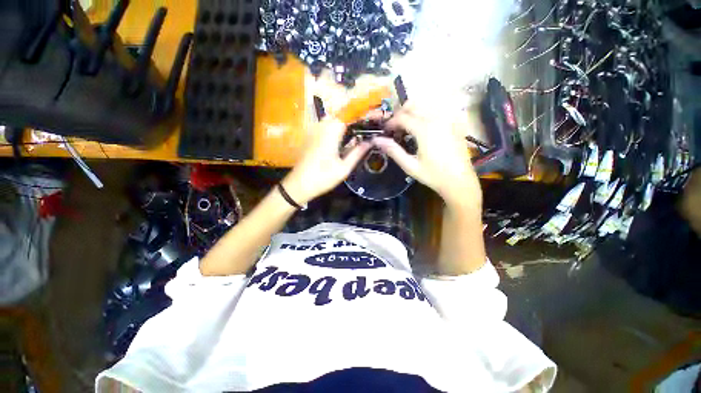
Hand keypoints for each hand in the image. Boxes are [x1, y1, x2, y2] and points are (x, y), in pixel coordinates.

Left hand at [282, 117, 371, 204]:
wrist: (299, 185)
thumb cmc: (323, 178)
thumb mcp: (344, 168)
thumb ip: (358, 152)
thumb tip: (370, 142)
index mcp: (331, 131)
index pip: (350, 112)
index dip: (364, 111)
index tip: (377, 115)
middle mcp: (322, 125)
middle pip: (343, 113)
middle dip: (357, 115)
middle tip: (370, 124)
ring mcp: (315, 129)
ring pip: (335, 118)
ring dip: (348, 121)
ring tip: (361, 129)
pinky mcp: (312, 135)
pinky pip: (328, 125)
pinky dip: (339, 126)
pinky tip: (346, 136)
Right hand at [372, 102, 481, 208]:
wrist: (459, 181)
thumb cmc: (433, 175)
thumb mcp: (410, 166)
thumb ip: (393, 151)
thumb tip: (376, 140)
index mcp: (425, 130)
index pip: (402, 117)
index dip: (391, 122)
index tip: (385, 131)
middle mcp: (437, 119)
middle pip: (414, 104)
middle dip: (400, 113)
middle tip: (395, 127)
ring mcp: (448, 119)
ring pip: (426, 104)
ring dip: (413, 111)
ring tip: (407, 126)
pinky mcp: (454, 123)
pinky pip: (437, 110)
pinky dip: (425, 113)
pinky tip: (422, 126)